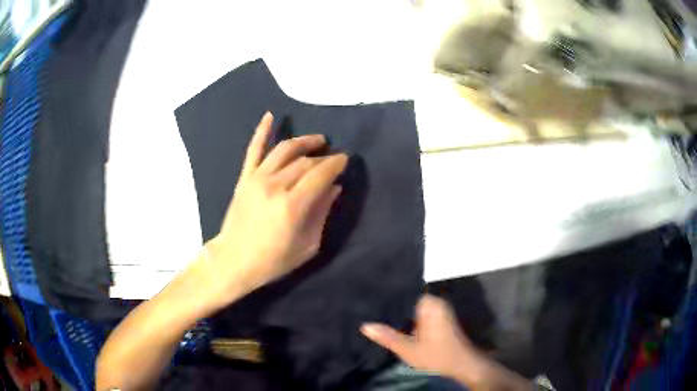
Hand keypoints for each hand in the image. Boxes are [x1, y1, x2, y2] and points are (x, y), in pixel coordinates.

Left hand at [203, 111, 347, 307]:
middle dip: (323, 157)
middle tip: (333, 158)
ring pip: (285, 150)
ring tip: (317, 140)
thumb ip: (322, 213)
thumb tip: (334, 188)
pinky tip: (271, 115)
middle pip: (305, 162)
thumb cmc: (273, 260)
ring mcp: (257, 178)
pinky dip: (261, 131)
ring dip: (304, 141)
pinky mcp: (244, 178)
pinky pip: (254, 150)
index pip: (320, 174)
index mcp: (293, 205)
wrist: (233, 260)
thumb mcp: (307, 245)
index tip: (345, 159)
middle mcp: (275, 185)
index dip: (336, 164)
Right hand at [361, 295, 530, 389]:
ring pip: (412, 309)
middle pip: (407, 301)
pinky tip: (392, 324)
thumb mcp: (409, 349)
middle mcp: (435, 303)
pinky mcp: (438, 320)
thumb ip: (388, 337)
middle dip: (391, 307)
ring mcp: (438, 311)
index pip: (404, 293)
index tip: (368, 298)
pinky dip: (407, 320)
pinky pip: (418, 315)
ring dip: (398, 314)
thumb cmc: (437, 356)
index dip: (387, 297)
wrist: (462, 366)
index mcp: (430, 304)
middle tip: (368, 308)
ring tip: (375, 314)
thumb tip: (365, 326)